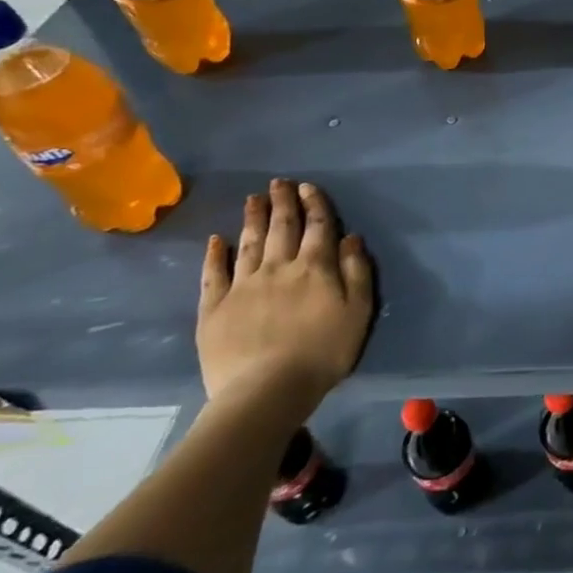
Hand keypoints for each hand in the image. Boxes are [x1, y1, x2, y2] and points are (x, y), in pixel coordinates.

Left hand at [197, 179, 373, 414]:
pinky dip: (215, 254)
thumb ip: (356, 271)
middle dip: (282, 203)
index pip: (318, 227)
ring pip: (249, 243)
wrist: (266, 390)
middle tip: (279, 182)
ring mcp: (243, 286)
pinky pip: (214, 274)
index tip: (308, 187)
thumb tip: (350, 238)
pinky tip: (217, 240)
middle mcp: (278, 268)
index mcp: (315, 268)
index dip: (315, 204)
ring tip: (253, 198)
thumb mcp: (358, 311)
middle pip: (282, 228)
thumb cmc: (323, 351)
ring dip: (252, 218)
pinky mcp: (215, 308)